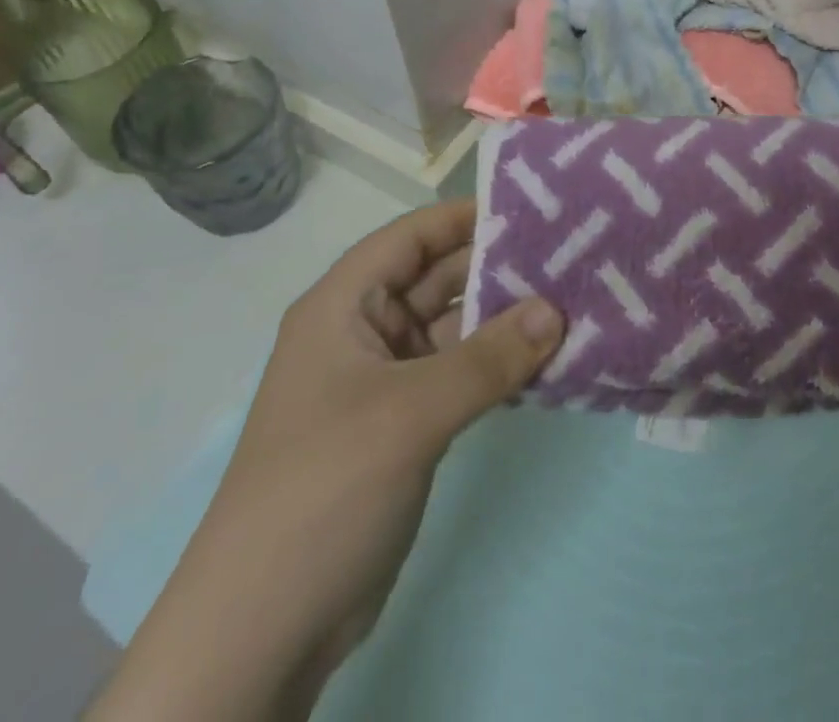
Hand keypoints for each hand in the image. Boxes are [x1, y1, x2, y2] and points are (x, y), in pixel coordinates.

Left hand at [88, 200, 564, 721]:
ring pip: (455, 329)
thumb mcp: (409, 413)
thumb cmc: (324, 489)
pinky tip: (549, 361)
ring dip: (506, 320)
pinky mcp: (407, 424)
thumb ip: (487, 358)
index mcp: (344, 306)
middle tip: (571, 255)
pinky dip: (499, 366)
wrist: (264, 630)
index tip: (532, 208)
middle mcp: (365, 332)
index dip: (465, 216)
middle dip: (499, 268)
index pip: (411, 237)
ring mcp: (387, 381)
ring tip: (574, 302)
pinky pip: (461, 374)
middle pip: (438, 279)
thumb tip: (556, 310)